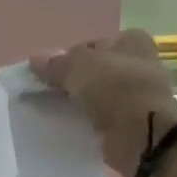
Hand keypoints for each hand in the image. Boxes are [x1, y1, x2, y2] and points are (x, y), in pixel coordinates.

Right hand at [31, 29, 176, 176]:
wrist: (142, 135)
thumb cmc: (115, 88)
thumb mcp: (78, 67)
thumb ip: (55, 64)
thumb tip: (34, 61)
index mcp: (131, 41)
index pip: (91, 45)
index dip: (68, 57)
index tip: (50, 74)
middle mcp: (139, 64)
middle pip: (95, 70)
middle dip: (73, 81)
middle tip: (49, 93)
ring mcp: (138, 94)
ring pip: (98, 95)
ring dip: (80, 102)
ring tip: (55, 111)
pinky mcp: (132, 121)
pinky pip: (103, 117)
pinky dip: (89, 121)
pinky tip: (71, 126)